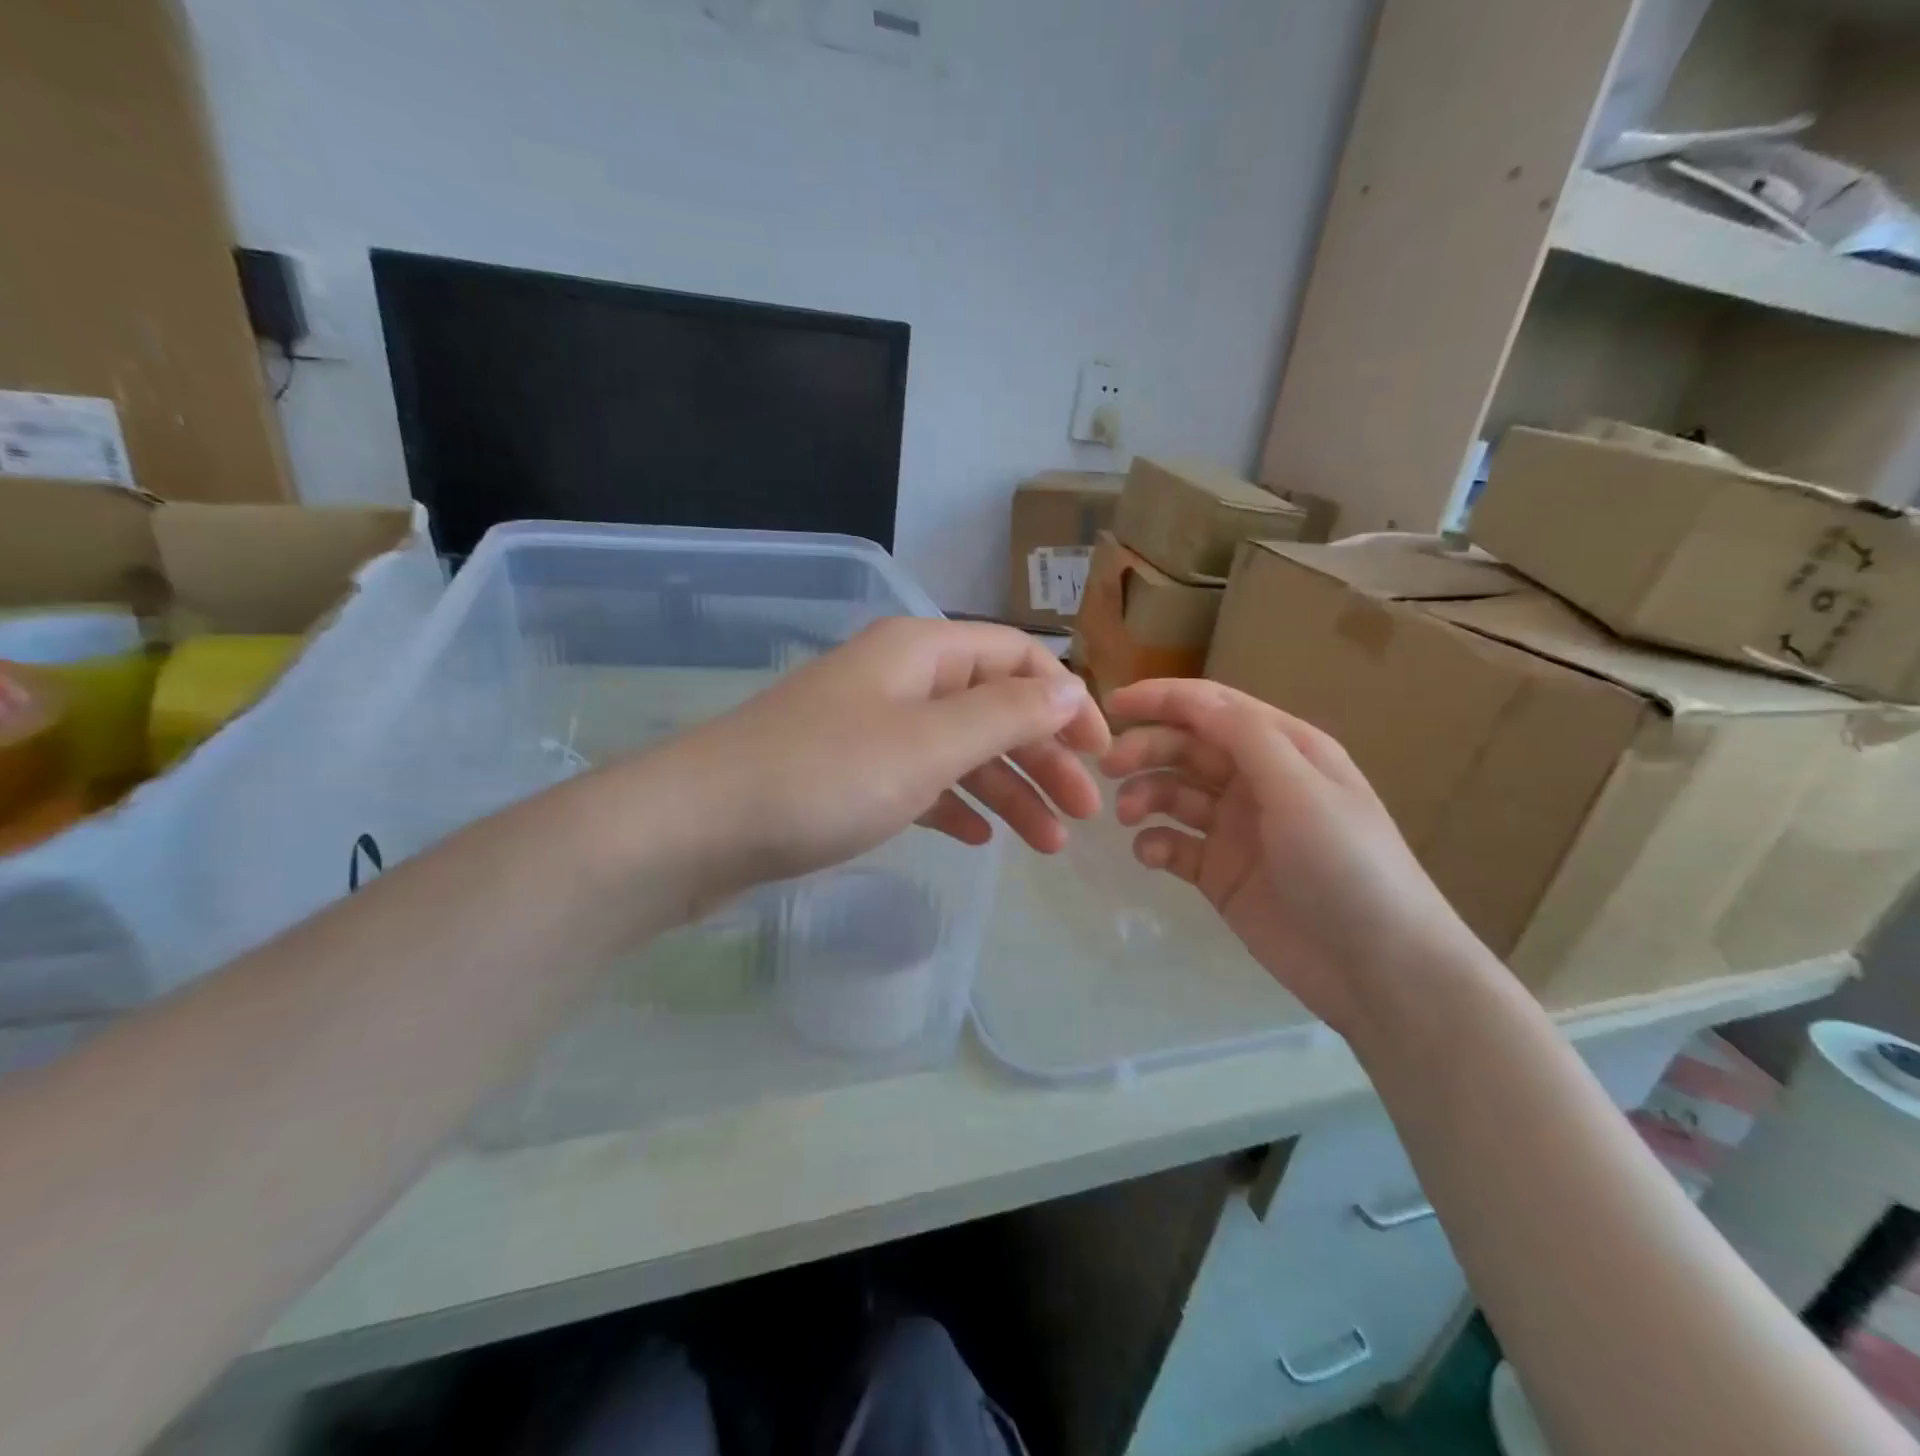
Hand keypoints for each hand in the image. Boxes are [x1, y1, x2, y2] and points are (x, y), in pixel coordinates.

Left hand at [646, 618, 1110, 892]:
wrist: (699, 826)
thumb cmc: (824, 777)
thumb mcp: (929, 744)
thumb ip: (1007, 714)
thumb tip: (1070, 689)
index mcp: (923, 652)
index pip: (1018, 658)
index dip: (1067, 701)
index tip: (1102, 755)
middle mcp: (901, 680)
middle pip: (994, 708)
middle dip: (1044, 758)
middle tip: (1083, 817)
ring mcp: (872, 728)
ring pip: (961, 752)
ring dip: (1009, 791)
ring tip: (1047, 846)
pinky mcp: (849, 775)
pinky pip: (922, 782)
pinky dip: (958, 805)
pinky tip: (981, 839)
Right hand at [1099, 679, 1486, 1034]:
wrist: (1379, 968)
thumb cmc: (1346, 865)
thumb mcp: (1301, 789)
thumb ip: (1245, 737)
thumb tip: (1191, 699)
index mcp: (1284, 750)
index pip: (1213, 708)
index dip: (1162, 699)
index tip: (1111, 705)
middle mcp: (1257, 782)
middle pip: (1187, 748)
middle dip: (1146, 749)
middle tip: (1107, 767)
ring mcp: (1236, 829)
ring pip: (1174, 794)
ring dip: (1145, 794)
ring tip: (1127, 816)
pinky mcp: (1220, 873)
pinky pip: (1174, 845)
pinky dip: (1154, 843)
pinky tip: (1149, 856)